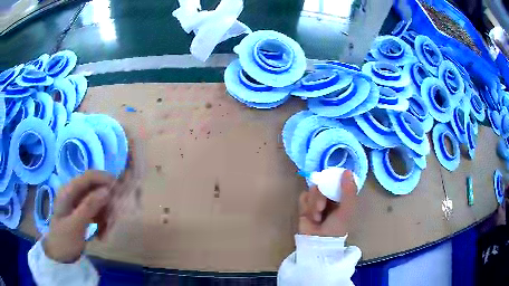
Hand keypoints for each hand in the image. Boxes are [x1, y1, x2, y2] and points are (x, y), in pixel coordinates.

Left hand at [43, 171, 114, 262]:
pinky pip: (96, 211)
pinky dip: (102, 220)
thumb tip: (107, 191)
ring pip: (97, 201)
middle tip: (114, 217)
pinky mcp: (81, 212)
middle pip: (94, 188)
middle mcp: (73, 193)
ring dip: (105, 214)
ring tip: (107, 231)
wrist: (59, 255)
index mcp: (68, 191)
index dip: (104, 179)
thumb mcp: (76, 225)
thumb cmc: (64, 239)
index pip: (89, 176)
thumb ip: (89, 207)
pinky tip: (102, 233)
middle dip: (106, 201)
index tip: (119, 190)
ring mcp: (77, 203)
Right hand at [298, 170, 357, 236]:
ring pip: (311, 190)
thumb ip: (349, 191)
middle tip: (322, 207)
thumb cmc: (337, 227)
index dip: (332, 179)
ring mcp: (317, 200)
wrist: (319, 242)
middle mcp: (329, 196)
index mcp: (341, 195)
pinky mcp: (305, 206)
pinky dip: (306, 206)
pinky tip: (311, 217)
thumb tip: (347, 171)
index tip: (329, 182)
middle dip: (320, 196)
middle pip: (322, 183)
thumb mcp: (347, 209)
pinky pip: (303, 197)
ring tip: (317, 217)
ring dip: (313, 203)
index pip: (336, 180)